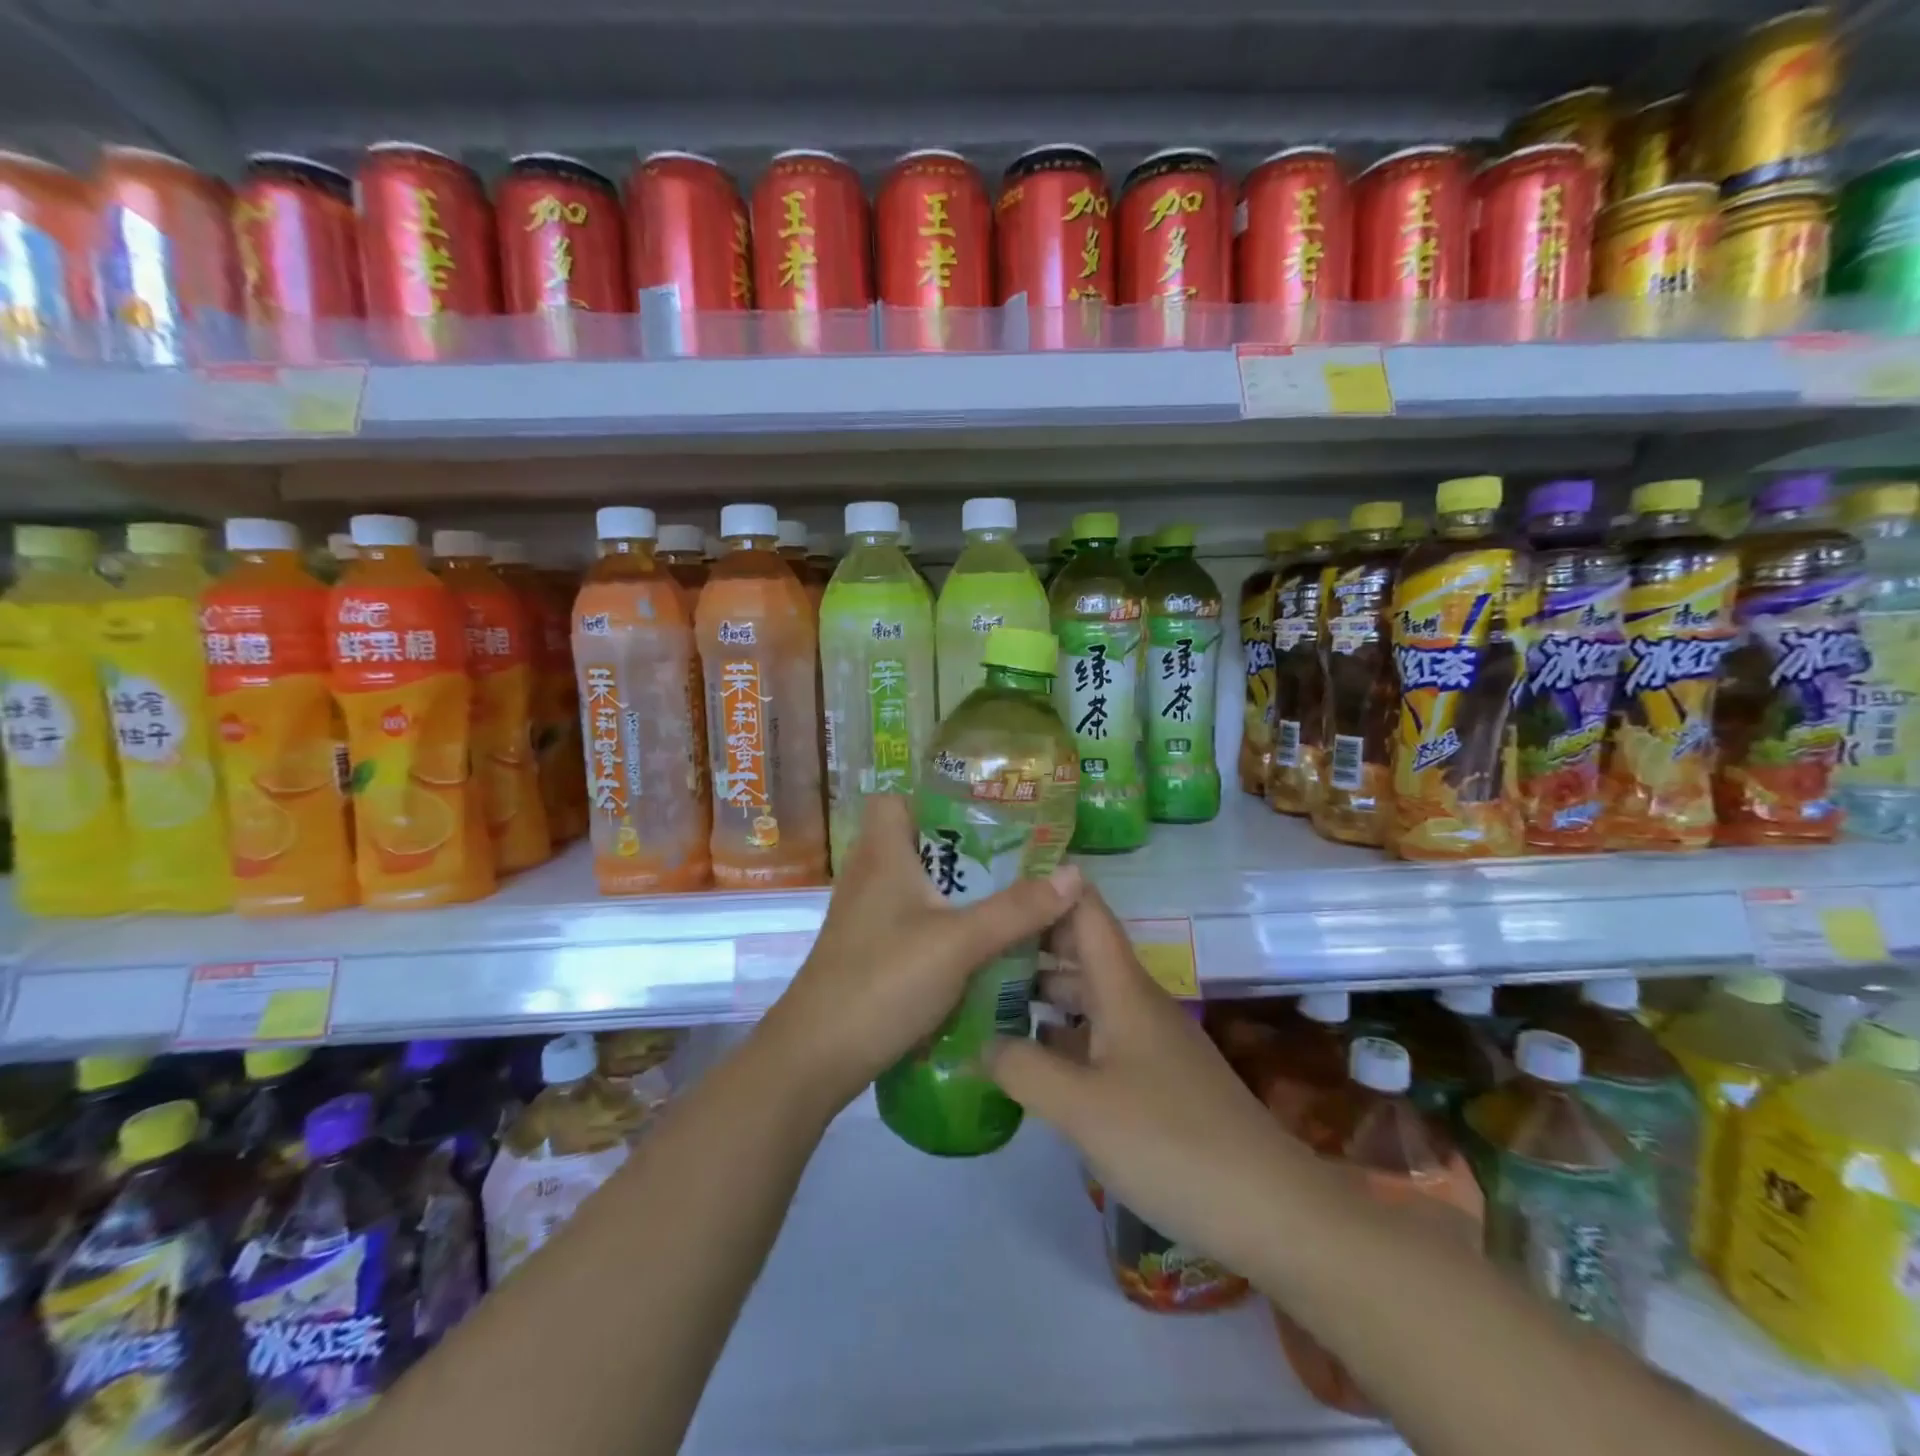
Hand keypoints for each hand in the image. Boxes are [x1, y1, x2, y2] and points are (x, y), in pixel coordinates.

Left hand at [761, 793, 1083, 1112]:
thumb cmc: (884, 981)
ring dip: (954, 891)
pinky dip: (939, 923)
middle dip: (962, 849)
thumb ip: (1017, 909)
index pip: (895, 799)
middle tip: (1013, 860)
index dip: (933, 799)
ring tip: (1004, 899)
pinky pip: (909, 919)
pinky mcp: (866, 949)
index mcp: (881, 853)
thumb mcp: (960, 942)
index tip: (983, 815)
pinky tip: (974, 945)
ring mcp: (863, 915)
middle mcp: (867, 875)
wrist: (817, 1057)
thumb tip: (1074, 873)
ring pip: (915, 884)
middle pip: (914, 842)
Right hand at [986, 886, 1314, 1281]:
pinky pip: (1096, 1037)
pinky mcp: (1153, 1079)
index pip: (1084, 909)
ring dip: (1040, 992)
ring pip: (1086, 996)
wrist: (1267, 1208)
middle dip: (1029, 943)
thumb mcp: (1081, 1106)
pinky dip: (1060, 1036)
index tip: (997, 880)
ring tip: (984, 996)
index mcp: (1122, 987)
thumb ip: (1023, 1067)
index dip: (1047, 885)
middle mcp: (1135, 1001)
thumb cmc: (1169, 1140)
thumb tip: (982, 1042)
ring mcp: (1147, 1041)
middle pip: (1079, 950)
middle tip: (971, 946)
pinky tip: (1030, 1058)